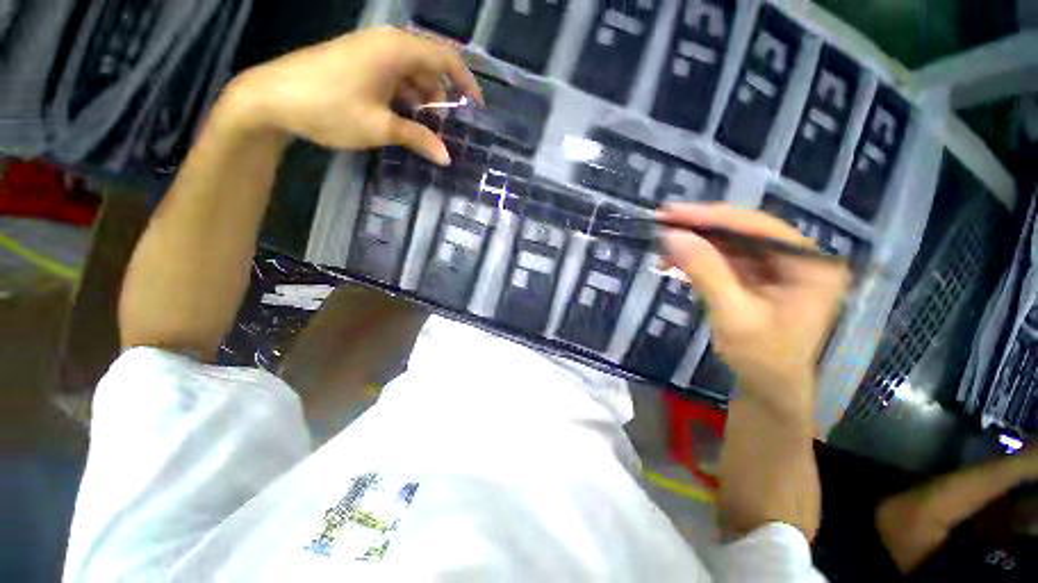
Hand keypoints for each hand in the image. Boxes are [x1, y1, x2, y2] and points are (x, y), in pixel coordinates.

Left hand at [221, 26, 482, 164]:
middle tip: (447, 126)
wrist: (271, 98)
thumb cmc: (330, 108)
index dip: (466, 81)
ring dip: (423, 97)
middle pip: (430, 64)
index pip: (446, 57)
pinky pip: (393, 74)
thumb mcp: (380, 127)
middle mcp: (386, 43)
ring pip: (411, 71)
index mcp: (397, 50)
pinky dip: (405, 95)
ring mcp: (370, 50)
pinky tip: (403, 116)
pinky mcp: (358, 61)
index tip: (477, 107)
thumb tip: (446, 158)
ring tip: (426, 127)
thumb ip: (418, 138)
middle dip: (443, 95)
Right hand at [659, 203, 849, 415]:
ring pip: (730, 244)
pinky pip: (724, 260)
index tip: (673, 213)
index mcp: (811, 265)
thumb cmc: (762, 359)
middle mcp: (798, 258)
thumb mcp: (733, 316)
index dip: (713, 217)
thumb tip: (672, 236)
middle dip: (700, 230)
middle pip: (744, 231)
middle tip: (662, 224)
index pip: (759, 227)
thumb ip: (705, 272)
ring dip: (694, 245)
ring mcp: (777, 268)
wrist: (768, 389)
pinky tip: (674, 264)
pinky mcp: (757, 278)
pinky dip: (697, 260)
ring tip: (662, 249)